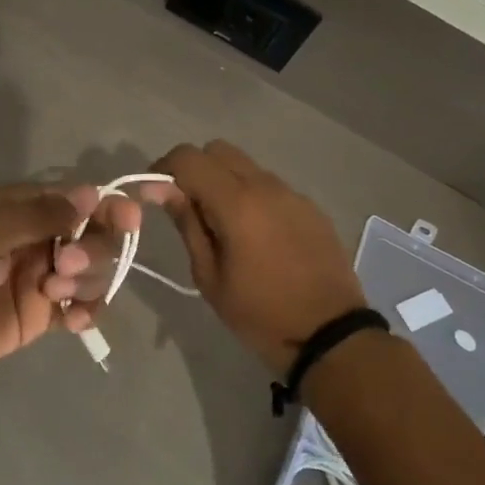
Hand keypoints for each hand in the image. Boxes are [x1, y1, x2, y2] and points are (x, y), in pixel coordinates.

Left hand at [0, 183, 142, 381]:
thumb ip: (43, 214)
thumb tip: (93, 192)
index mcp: (25, 210)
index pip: (81, 200)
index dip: (110, 207)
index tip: (130, 218)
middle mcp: (41, 240)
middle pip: (95, 237)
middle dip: (92, 249)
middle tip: (62, 266)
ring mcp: (42, 279)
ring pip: (92, 274)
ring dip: (86, 281)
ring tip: (53, 295)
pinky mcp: (40, 317)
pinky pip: (80, 310)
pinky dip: (87, 313)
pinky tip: (73, 322)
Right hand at [142, 141, 366, 376]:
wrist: (330, 334)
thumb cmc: (260, 313)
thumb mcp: (210, 277)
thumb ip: (187, 225)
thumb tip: (161, 190)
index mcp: (237, 203)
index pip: (189, 158)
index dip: (163, 169)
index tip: (153, 195)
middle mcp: (266, 186)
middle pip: (218, 150)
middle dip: (194, 169)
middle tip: (185, 206)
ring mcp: (292, 194)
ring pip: (246, 166)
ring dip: (223, 182)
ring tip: (220, 224)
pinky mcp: (310, 208)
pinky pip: (270, 187)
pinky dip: (250, 196)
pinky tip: (253, 235)